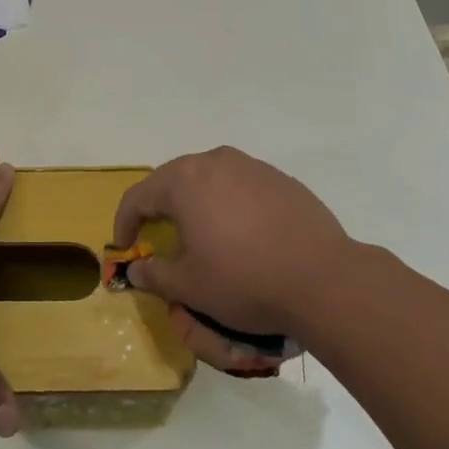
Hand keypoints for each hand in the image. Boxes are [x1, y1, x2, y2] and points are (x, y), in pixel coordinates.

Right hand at [113, 147, 359, 372]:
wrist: (324, 279)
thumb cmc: (244, 280)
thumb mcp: (190, 286)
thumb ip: (155, 274)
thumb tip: (136, 268)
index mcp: (184, 181)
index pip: (138, 196)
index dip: (124, 222)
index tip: (124, 246)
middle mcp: (214, 162)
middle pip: (173, 180)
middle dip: (159, 207)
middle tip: (156, 235)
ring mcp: (251, 167)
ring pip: (210, 179)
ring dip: (196, 202)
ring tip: (200, 232)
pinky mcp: (281, 180)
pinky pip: (242, 187)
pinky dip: (230, 205)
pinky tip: (242, 234)